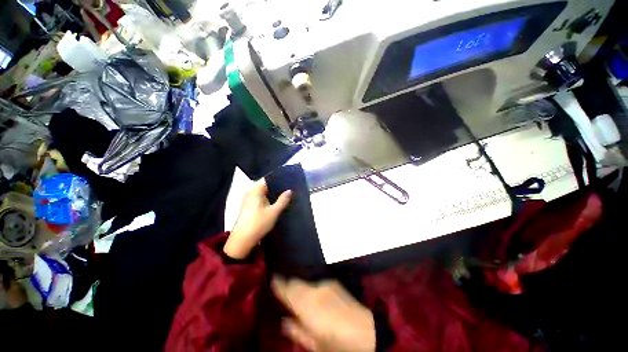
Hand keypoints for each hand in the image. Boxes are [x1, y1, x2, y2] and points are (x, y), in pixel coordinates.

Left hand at [224, 179, 291, 258]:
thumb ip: (283, 200)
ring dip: (273, 194)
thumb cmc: (258, 224)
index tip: (289, 181)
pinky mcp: (249, 207)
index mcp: (255, 190)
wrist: (242, 241)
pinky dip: (268, 199)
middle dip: (277, 187)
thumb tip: (290, 190)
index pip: (267, 179)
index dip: (278, 179)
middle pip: (266, 186)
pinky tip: (277, 202)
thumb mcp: (274, 212)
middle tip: (289, 188)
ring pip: (263, 193)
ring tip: (286, 194)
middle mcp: (250, 192)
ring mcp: (248, 200)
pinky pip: (260, 198)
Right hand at [272, 277, 375, 351]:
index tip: (273, 278)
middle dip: (288, 282)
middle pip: (295, 281)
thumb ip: (297, 331)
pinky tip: (311, 288)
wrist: (365, 331)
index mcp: (305, 306)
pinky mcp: (333, 282)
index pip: (287, 289)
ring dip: (299, 282)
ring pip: (305, 279)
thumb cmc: (336, 342)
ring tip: (295, 285)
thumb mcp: (314, 344)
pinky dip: (310, 283)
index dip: (278, 283)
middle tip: (283, 284)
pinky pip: (316, 280)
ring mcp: (324, 284)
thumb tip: (284, 322)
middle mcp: (313, 290)